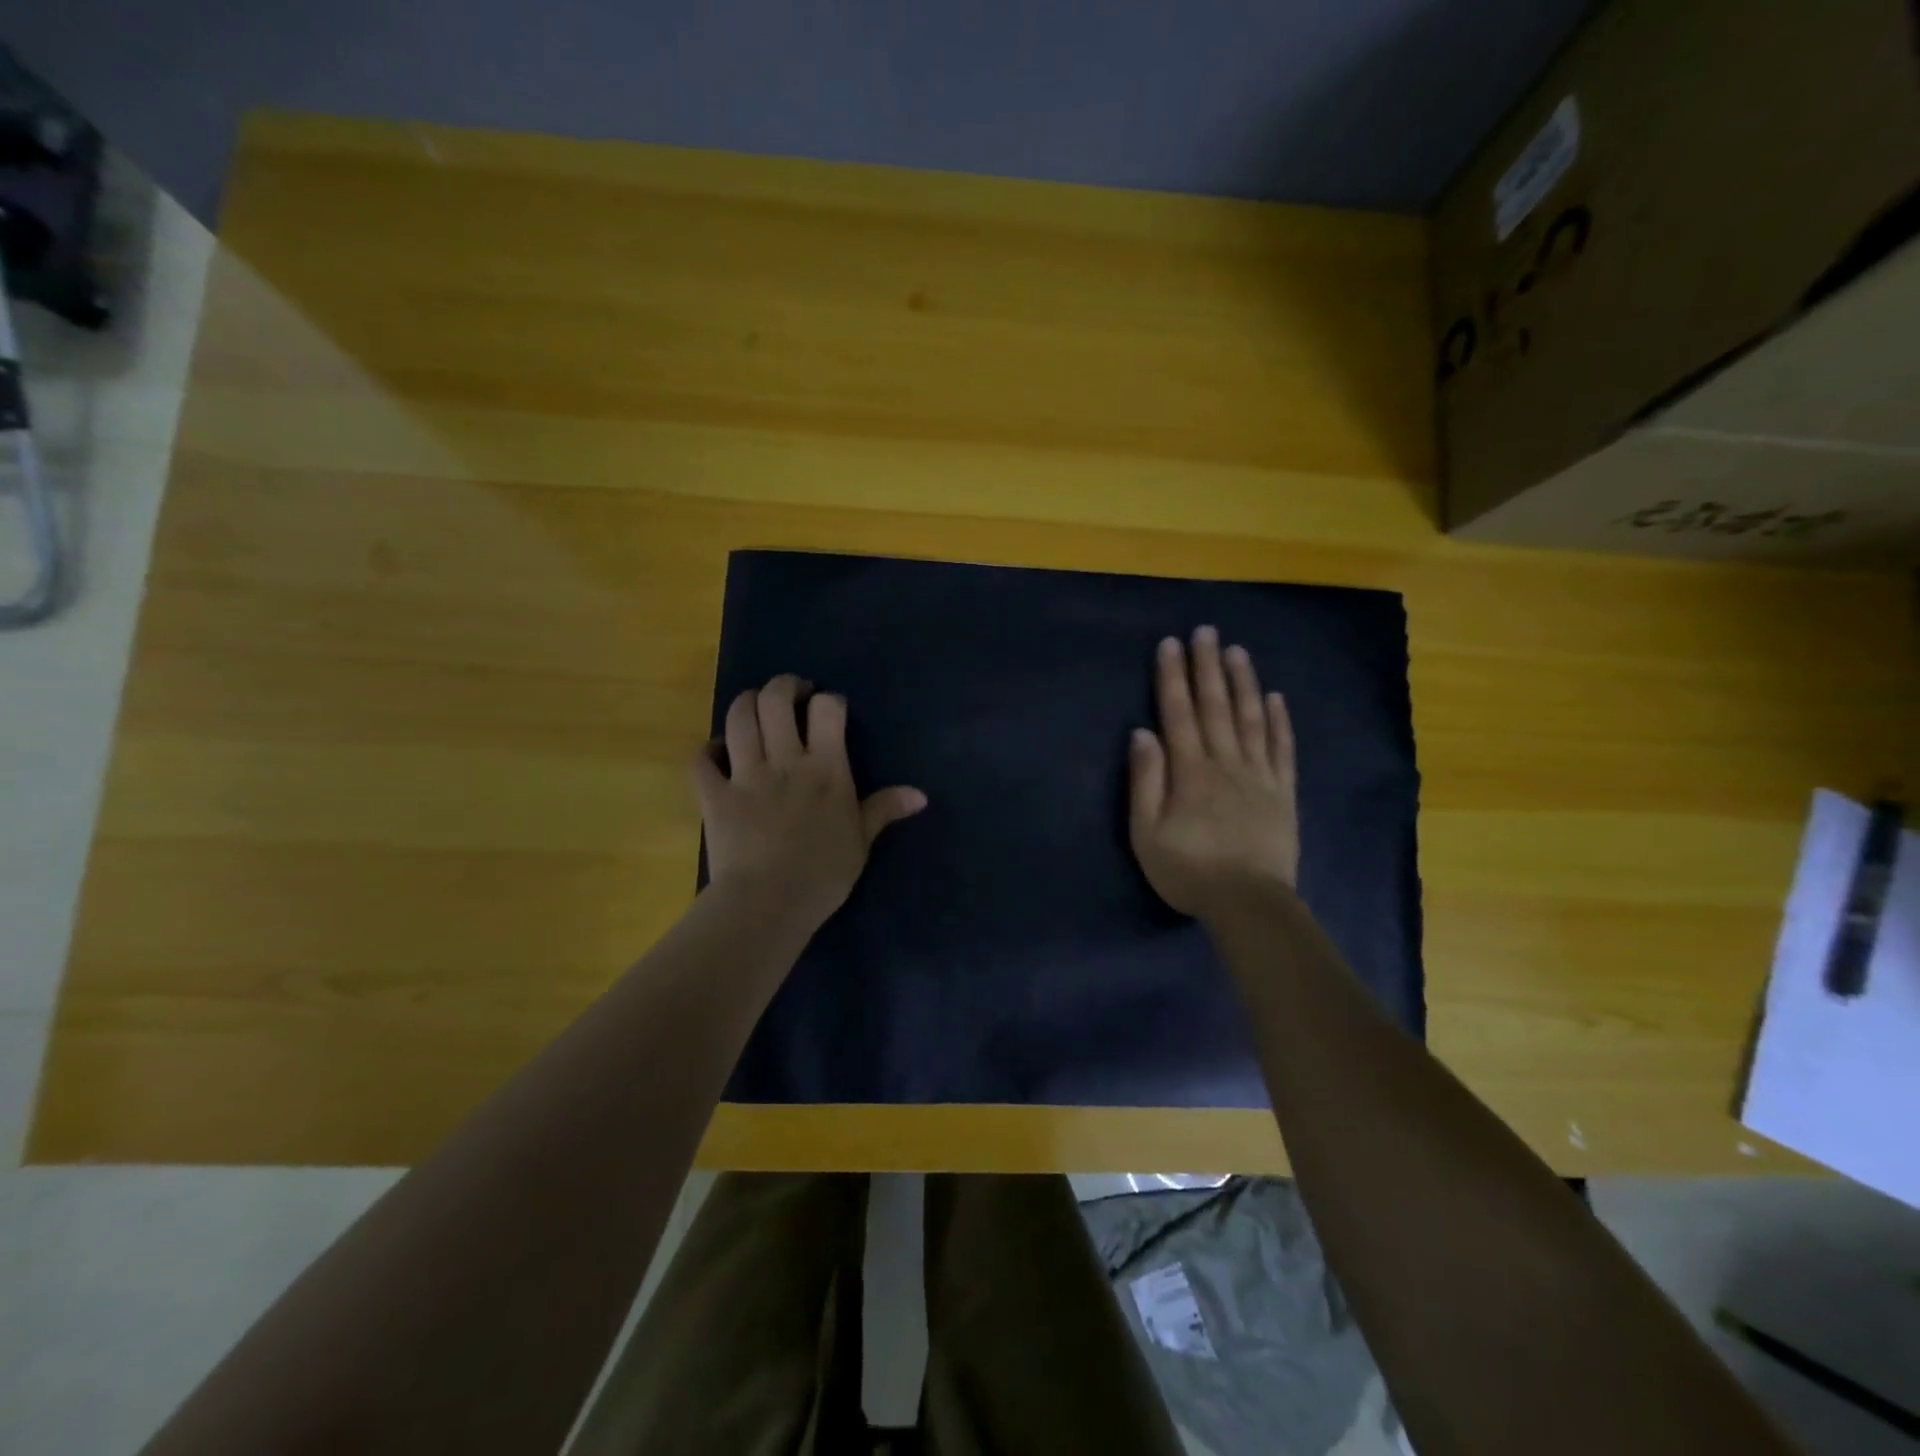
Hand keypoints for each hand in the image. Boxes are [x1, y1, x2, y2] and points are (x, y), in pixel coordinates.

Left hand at [693, 674, 926, 932]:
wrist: (769, 903)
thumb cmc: (823, 875)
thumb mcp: (862, 842)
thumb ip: (884, 809)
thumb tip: (920, 794)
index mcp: (826, 769)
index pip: (827, 710)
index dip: (829, 700)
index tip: (830, 708)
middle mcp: (785, 760)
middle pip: (775, 699)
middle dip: (783, 686)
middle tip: (791, 694)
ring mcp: (745, 775)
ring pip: (738, 718)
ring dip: (745, 704)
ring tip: (754, 709)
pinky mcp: (714, 795)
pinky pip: (701, 760)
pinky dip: (707, 750)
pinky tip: (716, 752)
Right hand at [1128, 626, 1298, 916]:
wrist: (1249, 904)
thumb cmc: (1188, 870)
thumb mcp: (1147, 833)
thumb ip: (1145, 781)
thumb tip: (1142, 733)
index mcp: (1190, 771)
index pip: (1178, 713)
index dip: (1172, 677)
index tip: (1170, 644)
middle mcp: (1226, 763)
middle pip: (1216, 706)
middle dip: (1208, 667)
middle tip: (1206, 631)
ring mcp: (1259, 776)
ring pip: (1252, 719)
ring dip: (1243, 682)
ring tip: (1237, 651)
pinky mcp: (1283, 793)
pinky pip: (1282, 749)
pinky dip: (1280, 721)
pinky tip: (1276, 698)